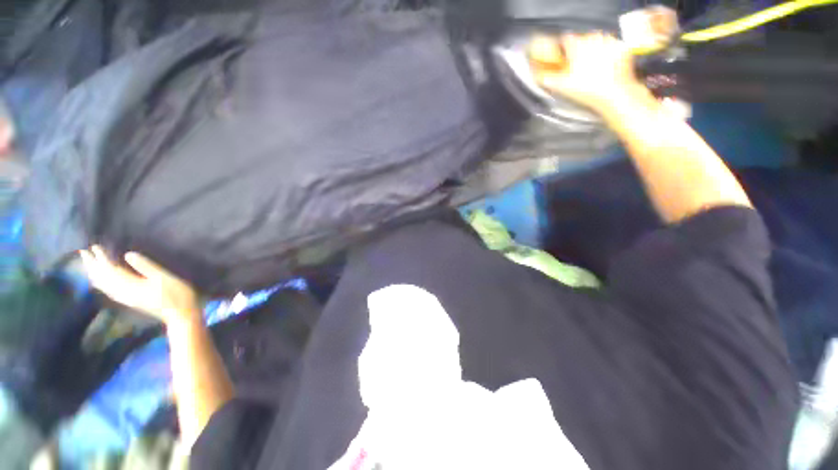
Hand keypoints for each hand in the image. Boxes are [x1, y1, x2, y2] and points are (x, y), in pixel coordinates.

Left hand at [80, 246, 200, 327]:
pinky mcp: (129, 300)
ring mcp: (125, 298)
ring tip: (88, 264)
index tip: (94, 246)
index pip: (110, 270)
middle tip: (83, 252)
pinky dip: (101, 284)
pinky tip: (100, 282)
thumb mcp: (164, 277)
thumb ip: (146, 266)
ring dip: (94, 274)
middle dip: (92, 265)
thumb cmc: (176, 294)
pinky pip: (109, 291)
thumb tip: (128, 254)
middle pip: (102, 278)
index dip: (101, 258)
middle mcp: (123, 292)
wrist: (179, 314)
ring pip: (103, 285)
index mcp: (131, 285)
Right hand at [529, 33, 643, 114]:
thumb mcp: (562, 87)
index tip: (563, 57)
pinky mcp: (622, 47)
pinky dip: (609, 53)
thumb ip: (548, 79)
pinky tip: (606, 65)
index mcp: (577, 44)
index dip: (562, 48)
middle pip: (582, 39)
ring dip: (594, 49)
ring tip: (593, 65)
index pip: (565, 39)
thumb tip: (539, 77)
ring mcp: (610, 41)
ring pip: (598, 40)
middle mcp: (593, 38)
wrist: (614, 94)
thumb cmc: (585, 89)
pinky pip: (612, 46)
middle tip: (578, 64)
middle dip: (579, 49)